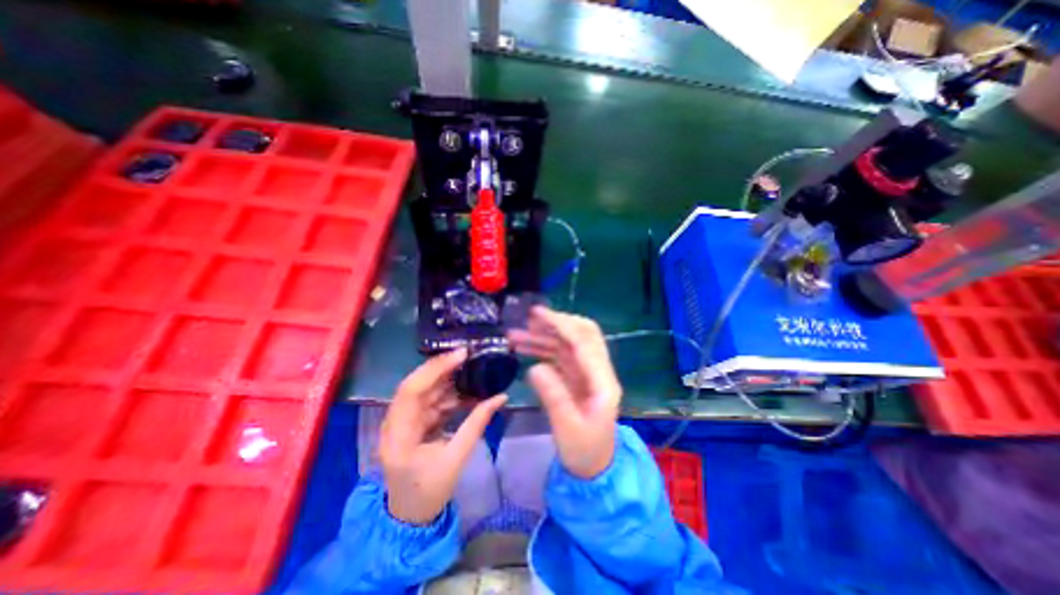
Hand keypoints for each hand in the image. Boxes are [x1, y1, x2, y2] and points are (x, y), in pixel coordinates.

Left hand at [378, 351, 506, 522]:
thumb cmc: (430, 491)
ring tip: (472, 368)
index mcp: (399, 435)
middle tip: (469, 355)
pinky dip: (449, 394)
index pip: (411, 390)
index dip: (435, 369)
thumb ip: (477, 424)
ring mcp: (403, 421)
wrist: (410, 516)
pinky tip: (466, 390)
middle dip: (443, 368)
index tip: (461, 355)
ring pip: (425, 390)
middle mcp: (395, 422)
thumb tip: (501, 397)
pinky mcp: (412, 423)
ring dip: (448, 379)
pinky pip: (431, 401)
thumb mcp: (456, 458)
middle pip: (417, 385)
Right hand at [507, 307, 623, 478]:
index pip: (585, 343)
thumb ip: (554, 397)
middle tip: (530, 318)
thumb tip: (534, 367)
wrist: (594, 468)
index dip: (562, 325)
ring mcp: (587, 373)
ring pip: (567, 343)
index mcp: (603, 382)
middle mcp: (598, 371)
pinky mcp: (576, 377)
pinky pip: (559, 355)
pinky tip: (523, 347)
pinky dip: (542, 348)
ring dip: (544, 335)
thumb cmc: (584, 452)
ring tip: (516, 333)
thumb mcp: (567, 429)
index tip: (538, 314)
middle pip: (583, 334)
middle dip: (557, 322)